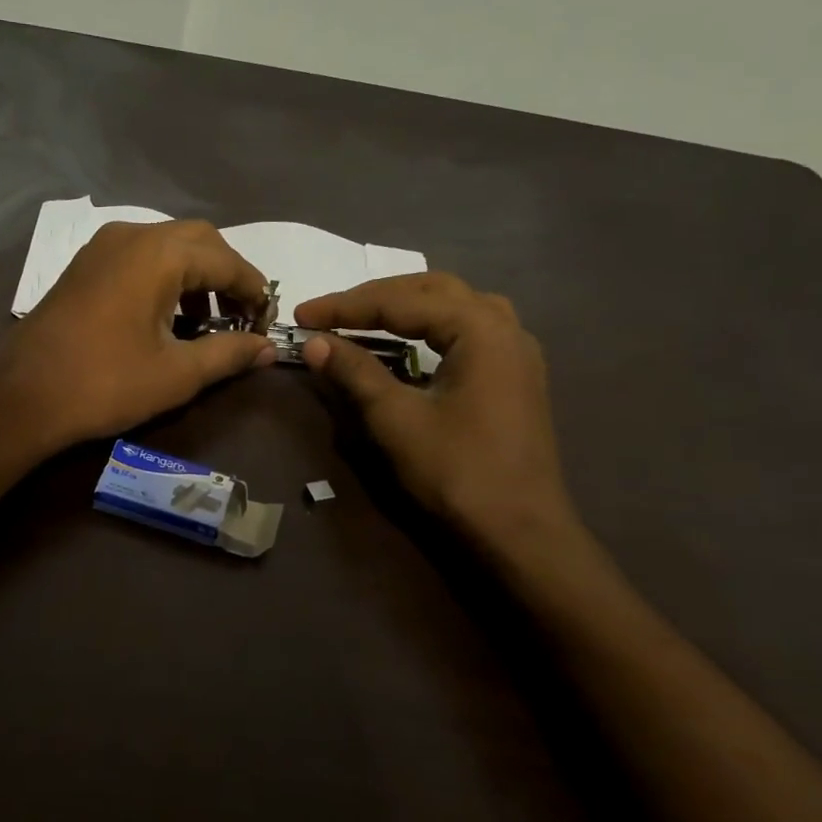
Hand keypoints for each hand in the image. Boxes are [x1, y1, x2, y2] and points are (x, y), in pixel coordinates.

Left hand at [0, 219, 274, 455]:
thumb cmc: (105, 384)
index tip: (268, 320)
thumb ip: (229, 354)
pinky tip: (167, 318)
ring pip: (167, 246)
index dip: (254, 289)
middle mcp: (131, 235)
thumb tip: (268, 348)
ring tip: (207, 324)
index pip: (226, 260)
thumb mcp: (177, 374)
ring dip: (195, 277)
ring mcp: (102, 247)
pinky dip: (164, 278)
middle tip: (241, 317)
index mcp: (159, 254)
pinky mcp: (84, 266)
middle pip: (198, 241)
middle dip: (226, 275)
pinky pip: (138, 257)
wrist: (23, 397)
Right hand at [296, 273, 578, 551]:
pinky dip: (431, 326)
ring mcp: (516, 351)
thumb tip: (314, 343)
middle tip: (329, 313)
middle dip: (375, 298)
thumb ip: (355, 373)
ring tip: (365, 317)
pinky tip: (411, 342)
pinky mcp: (515, 375)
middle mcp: (505, 326)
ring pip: (455, 305)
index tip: (301, 316)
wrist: (520, 531)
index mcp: (480, 328)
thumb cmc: (458, 472)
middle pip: (432, 290)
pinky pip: (469, 329)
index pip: (401, 301)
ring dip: (406, 305)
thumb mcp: (397, 419)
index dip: (345, 307)